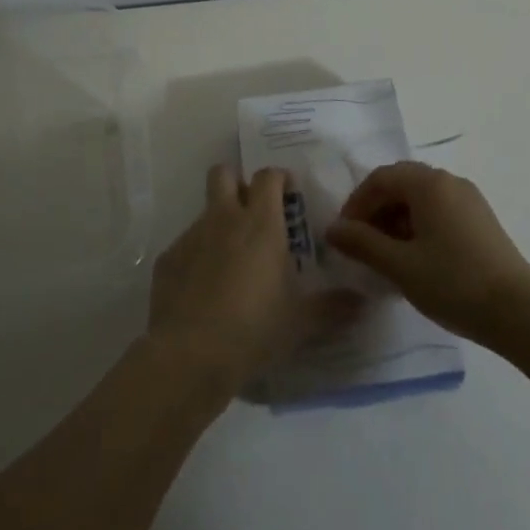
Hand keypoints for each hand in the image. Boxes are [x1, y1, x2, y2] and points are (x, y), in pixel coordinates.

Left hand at [146, 165, 345, 396]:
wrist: (189, 355)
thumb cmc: (253, 329)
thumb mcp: (300, 322)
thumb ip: (332, 308)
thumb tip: (362, 303)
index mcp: (260, 224)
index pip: (268, 176)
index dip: (278, 178)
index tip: (288, 193)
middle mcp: (223, 219)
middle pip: (222, 174)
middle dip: (236, 182)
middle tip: (252, 211)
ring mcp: (190, 237)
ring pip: (204, 213)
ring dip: (218, 225)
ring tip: (231, 263)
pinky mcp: (167, 260)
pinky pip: (185, 247)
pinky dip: (197, 258)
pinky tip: (204, 291)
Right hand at [326, 162, 529, 345]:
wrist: (520, 313)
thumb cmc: (453, 283)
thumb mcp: (399, 265)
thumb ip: (362, 243)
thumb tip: (333, 229)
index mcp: (429, 184)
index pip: (381, 178)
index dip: (356, 203)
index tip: (344, 235)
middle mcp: (450, 182)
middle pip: (401, 184)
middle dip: (376, 210)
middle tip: (361, 244)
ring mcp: (470, 200)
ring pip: (421, 199)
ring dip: (396, 220)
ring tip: (386, 256)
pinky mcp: (481, 221)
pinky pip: (439, 212)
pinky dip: (418, 227)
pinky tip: (415, 259)